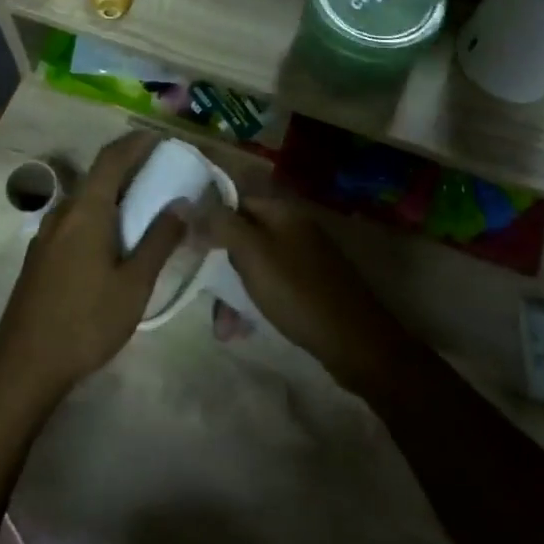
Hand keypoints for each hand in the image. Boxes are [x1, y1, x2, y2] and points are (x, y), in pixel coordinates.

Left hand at [0, 133, 183, 405]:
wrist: (25, 363)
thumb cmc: (86, 321)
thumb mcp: (134, 284)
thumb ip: (159, 240)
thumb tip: (182, 203)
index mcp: (86, 211)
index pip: (111, 159)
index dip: (135, 143)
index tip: (159, 136)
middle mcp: (62, 213)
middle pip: (97, 176)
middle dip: (127, 166)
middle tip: (159, 168)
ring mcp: (46, 234)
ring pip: (84, 199)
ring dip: (112, 191)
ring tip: (142, 201)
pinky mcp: (41, 255)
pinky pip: (75, 219)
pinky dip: (99, 212)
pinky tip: (114, 236)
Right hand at [201, 197, 418, 394]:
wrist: (355, 341)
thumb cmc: (297, 292)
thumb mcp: (252, 254)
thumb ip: (221, 225)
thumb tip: (188, 203)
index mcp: (283, 212)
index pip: (235, 202)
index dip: (210, 220)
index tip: (188, 245)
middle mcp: (295, 228)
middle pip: (244, 236)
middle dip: (220, 266)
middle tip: (205, 294)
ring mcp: (306, 258)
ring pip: (256, 266)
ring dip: (234, 293)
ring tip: (224, 328)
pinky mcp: (311, 286)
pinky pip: (272, 286)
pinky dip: (255, 303)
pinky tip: (243, 330)